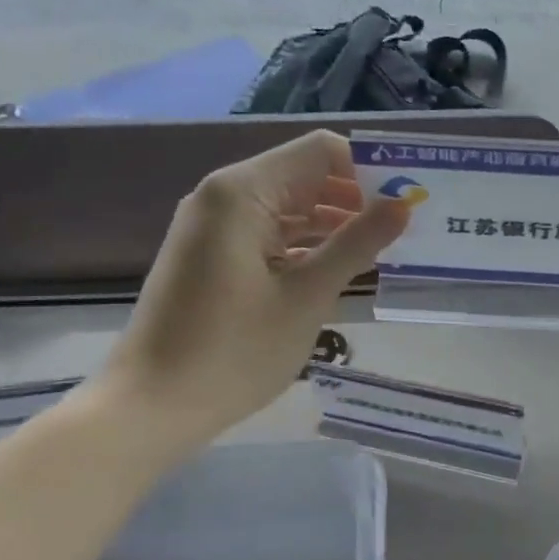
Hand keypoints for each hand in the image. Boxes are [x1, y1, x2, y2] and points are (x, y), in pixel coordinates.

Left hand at [94, 131, 407, 453]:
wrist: (150, 408)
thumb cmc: (233, 352)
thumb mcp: (307, 296)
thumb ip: (357, 243)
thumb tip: (402, 204)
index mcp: (243, 192)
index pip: (321, 151)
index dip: (369, 167)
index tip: (408, 198)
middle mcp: (225, 196)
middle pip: (305, 174)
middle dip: (356, 196)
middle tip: (407, 226)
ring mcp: (215, 226)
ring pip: (290, 205)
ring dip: (335, 222)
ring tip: (385, 248)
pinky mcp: (213, 254)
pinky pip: (271, 232)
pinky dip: (307, 243)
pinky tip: (342, 267)